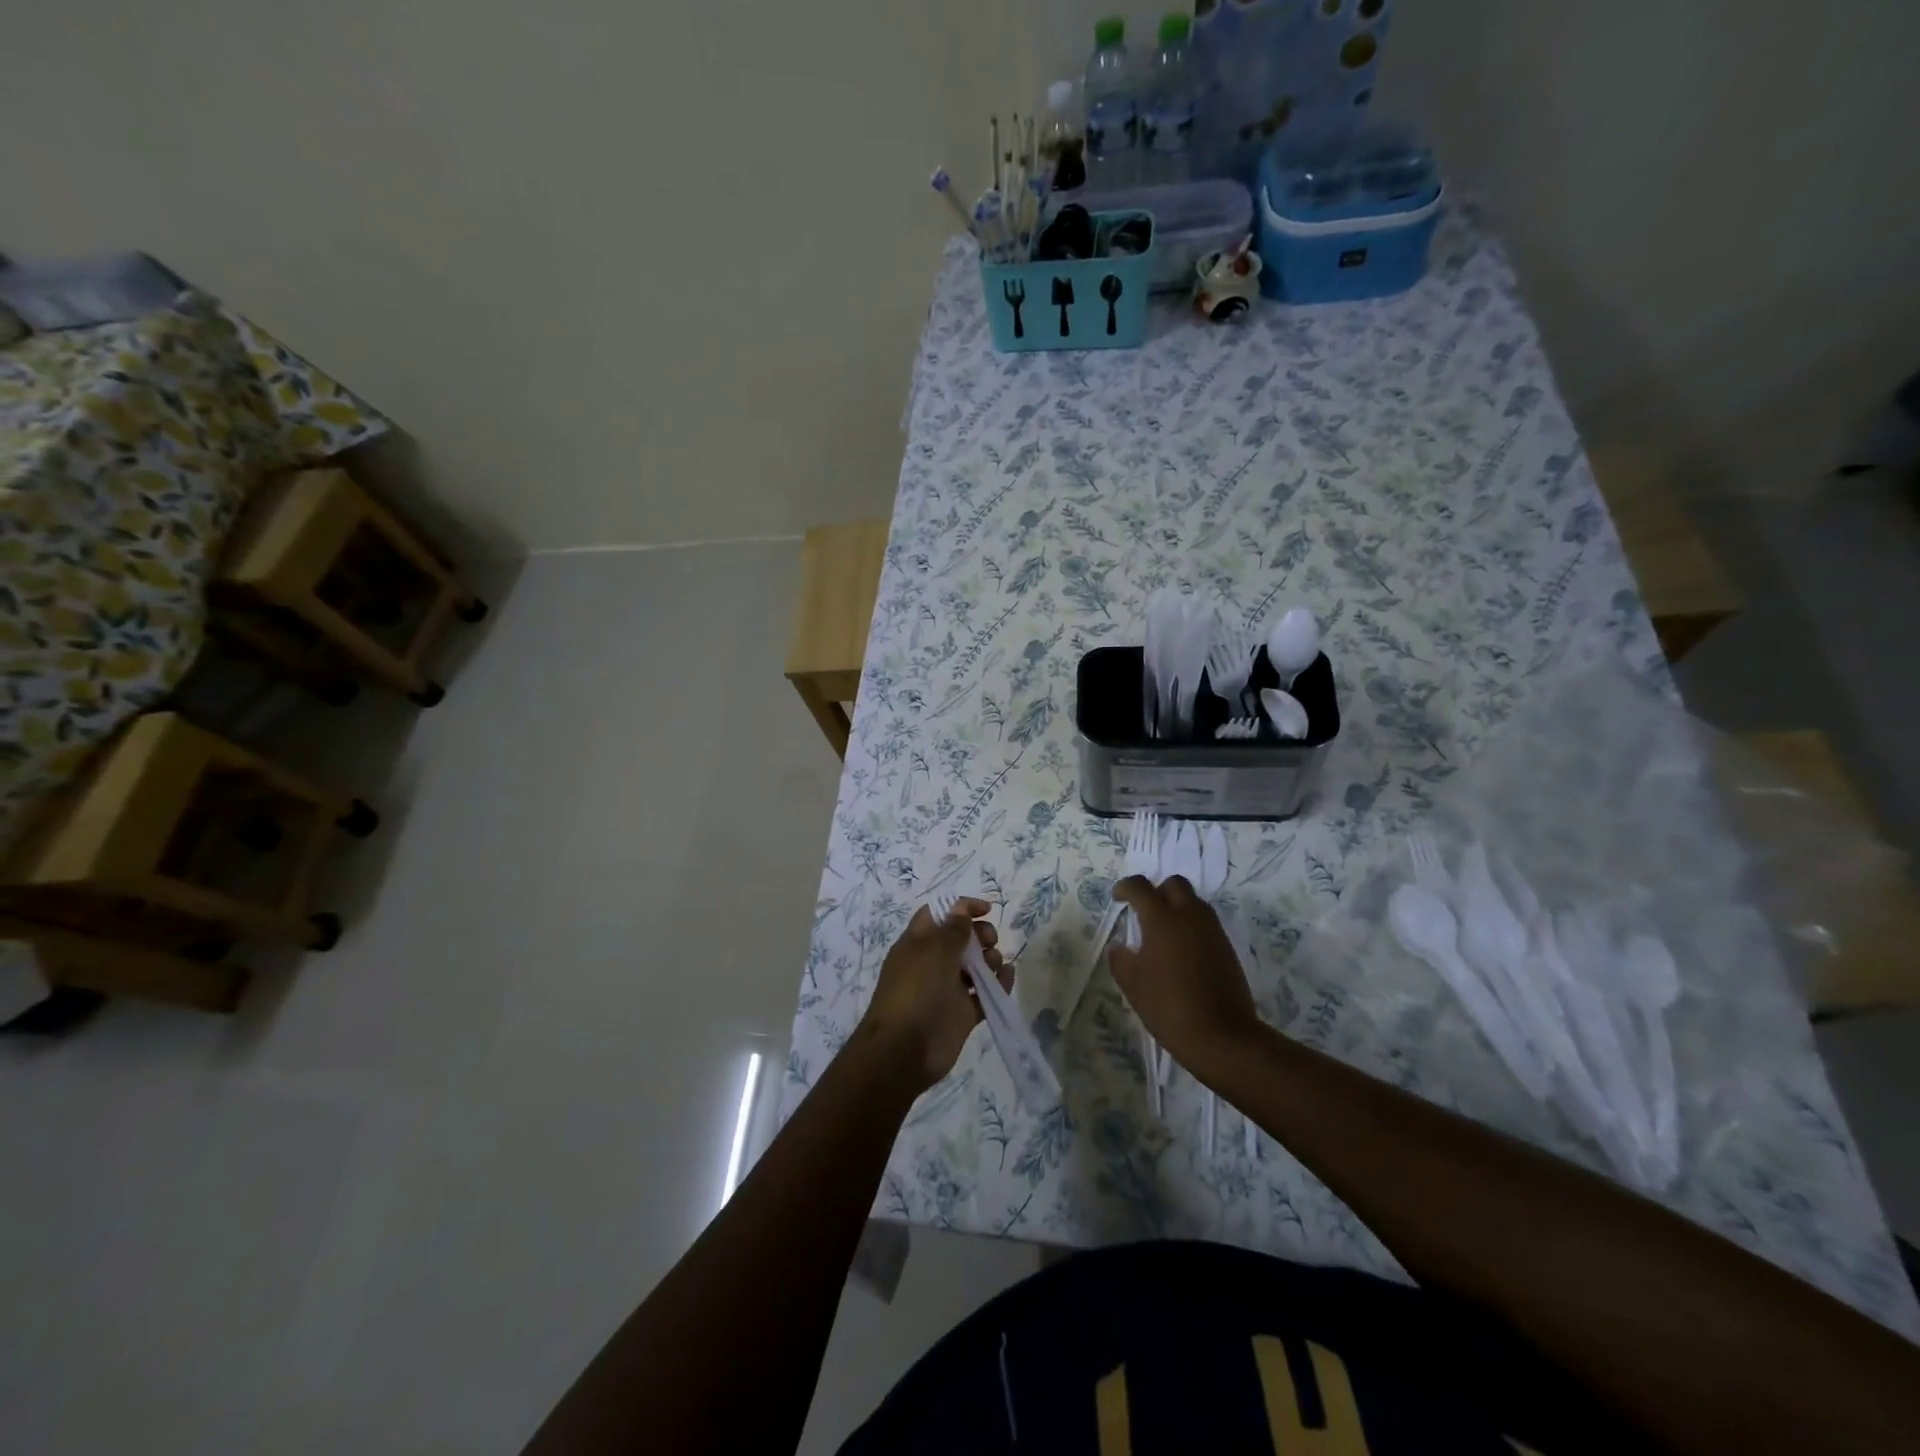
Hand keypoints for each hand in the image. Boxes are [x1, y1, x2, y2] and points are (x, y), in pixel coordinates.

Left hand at [857, 898, 1011, 1093]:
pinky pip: (984, 994)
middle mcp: (932, 963)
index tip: (986, 910)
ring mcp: (947, 989)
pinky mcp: (961, 1014)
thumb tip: (961, 908)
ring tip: (994, 965)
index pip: (939, 915)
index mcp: (918, 943)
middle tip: (990, 941)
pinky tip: (1008, 977)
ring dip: (990, 959)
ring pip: (975, 966)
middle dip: (980, 934)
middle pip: (961, 939)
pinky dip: (998, 984)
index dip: (961, 908)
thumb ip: (953, 929)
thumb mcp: (934, 951)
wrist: (905, 1050)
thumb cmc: (916, 990)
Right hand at [1108, 875, 1259, 1077]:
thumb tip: (1119, 948)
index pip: (1141, 887)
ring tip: (1162, 933)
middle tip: (1144, 910)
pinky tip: (1181, 952)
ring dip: (1176, 907)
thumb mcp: (1133, 985)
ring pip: (1194, 902)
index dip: (1126, 887)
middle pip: (1175, 884)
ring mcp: (1212, 931)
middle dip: (1157, 890)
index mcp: (1162, 920)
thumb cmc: (1169, 1007)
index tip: (1118, 898)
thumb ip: (1121, 960)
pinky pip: (1205, 923)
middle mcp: (1190, 916)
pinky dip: (1191, 926)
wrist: (1222, 1036)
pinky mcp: (1227, 947)